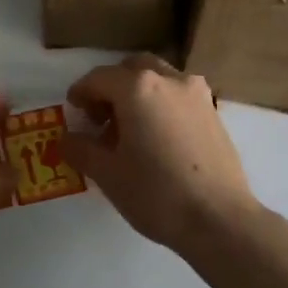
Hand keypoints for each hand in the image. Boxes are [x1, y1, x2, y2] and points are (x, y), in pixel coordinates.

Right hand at [62, 54, 259, 254]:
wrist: (219, 219)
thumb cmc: (156, 193)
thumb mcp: (108, 174)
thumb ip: (81, 149)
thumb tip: (67, 138)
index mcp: (138, 87)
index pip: (99, 78)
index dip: (81, 92)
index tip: (73, 109)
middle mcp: (169, 79)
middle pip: (132, 68)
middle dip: (112, 86)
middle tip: (101, 116)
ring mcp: (196, 93)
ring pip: (159, 78)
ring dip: (138, 92)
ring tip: (130, 128)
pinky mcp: (213, 111)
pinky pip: (178, 95)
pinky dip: (161, 103)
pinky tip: (157, 137)